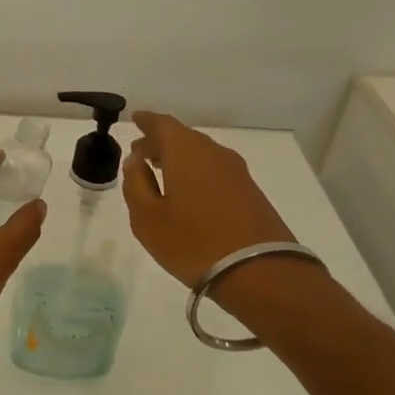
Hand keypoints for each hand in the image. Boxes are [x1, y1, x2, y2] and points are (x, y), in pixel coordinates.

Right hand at [122, 110, 296, 291]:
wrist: (260, 273)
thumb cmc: (192, 242)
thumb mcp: (147, 217)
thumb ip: (136, 183)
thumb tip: (135, 161)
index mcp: (185, 150)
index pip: (162, 123)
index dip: (146, 121)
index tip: (135, 121)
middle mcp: (213, 152)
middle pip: (183, 137)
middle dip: (160, 143)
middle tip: (141, 155)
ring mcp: (237, 172)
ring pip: (201, 154)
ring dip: (179, 159)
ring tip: (162, 174)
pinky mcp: (251, 192)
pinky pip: (215, 170)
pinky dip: (197, 173)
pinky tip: (189, 193)